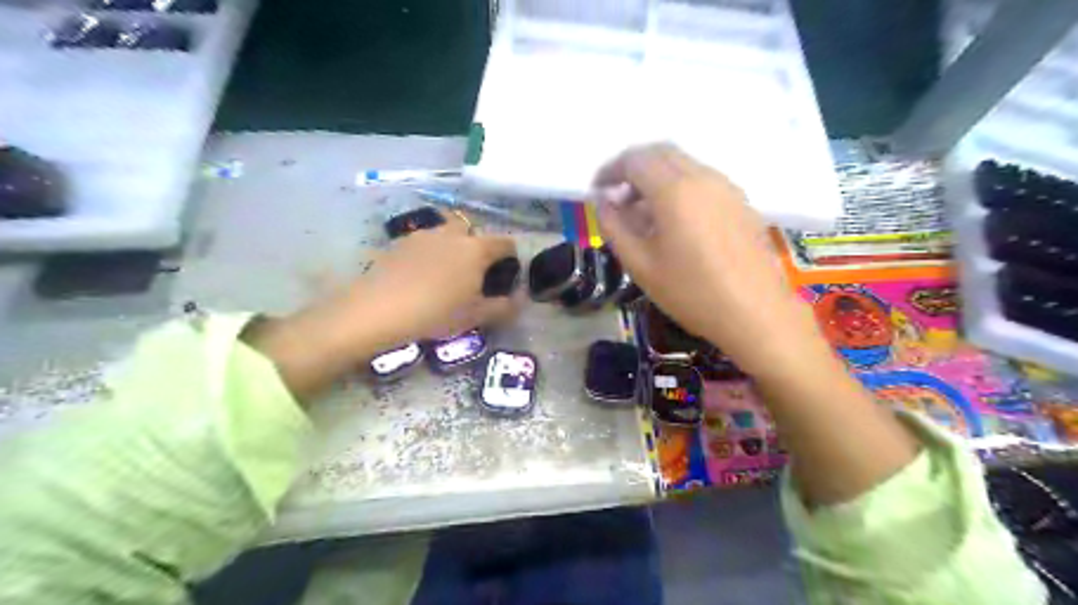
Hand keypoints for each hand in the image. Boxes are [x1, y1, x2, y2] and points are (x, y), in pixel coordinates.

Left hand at [355, 213, 521, 343]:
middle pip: (473, 232)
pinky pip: (423, 243)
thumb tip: (520, 299)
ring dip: (451, 248)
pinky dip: (428, 254)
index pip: (505, 242)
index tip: (506, 275)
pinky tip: (419, 277)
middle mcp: (452, 234)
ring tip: (444, 276)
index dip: (511, 257)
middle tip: (473, 275)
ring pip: (446, 235)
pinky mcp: (399, 242)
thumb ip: (504, 307)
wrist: (379, 309)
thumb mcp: (476, 316)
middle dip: (477, 247)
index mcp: (476, 249)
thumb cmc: (437, 312)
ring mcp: (423, 235)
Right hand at [599, 145, 826, 375]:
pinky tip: (675, 221)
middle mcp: (702, 177)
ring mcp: (726, 186)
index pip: (635, 159)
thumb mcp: (640, 265)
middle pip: (660, 152)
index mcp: (674, 190)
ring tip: (644, 213)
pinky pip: (702, 179)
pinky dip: (679, 186)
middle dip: (633, 168)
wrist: (756, 312)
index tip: (598, 192)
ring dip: (657, 176)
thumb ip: (615, 227)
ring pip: (683, 164)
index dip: (610, 171)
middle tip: (618, 197)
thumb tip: (604, 202)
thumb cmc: (692, 292)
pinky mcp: (741, 201)